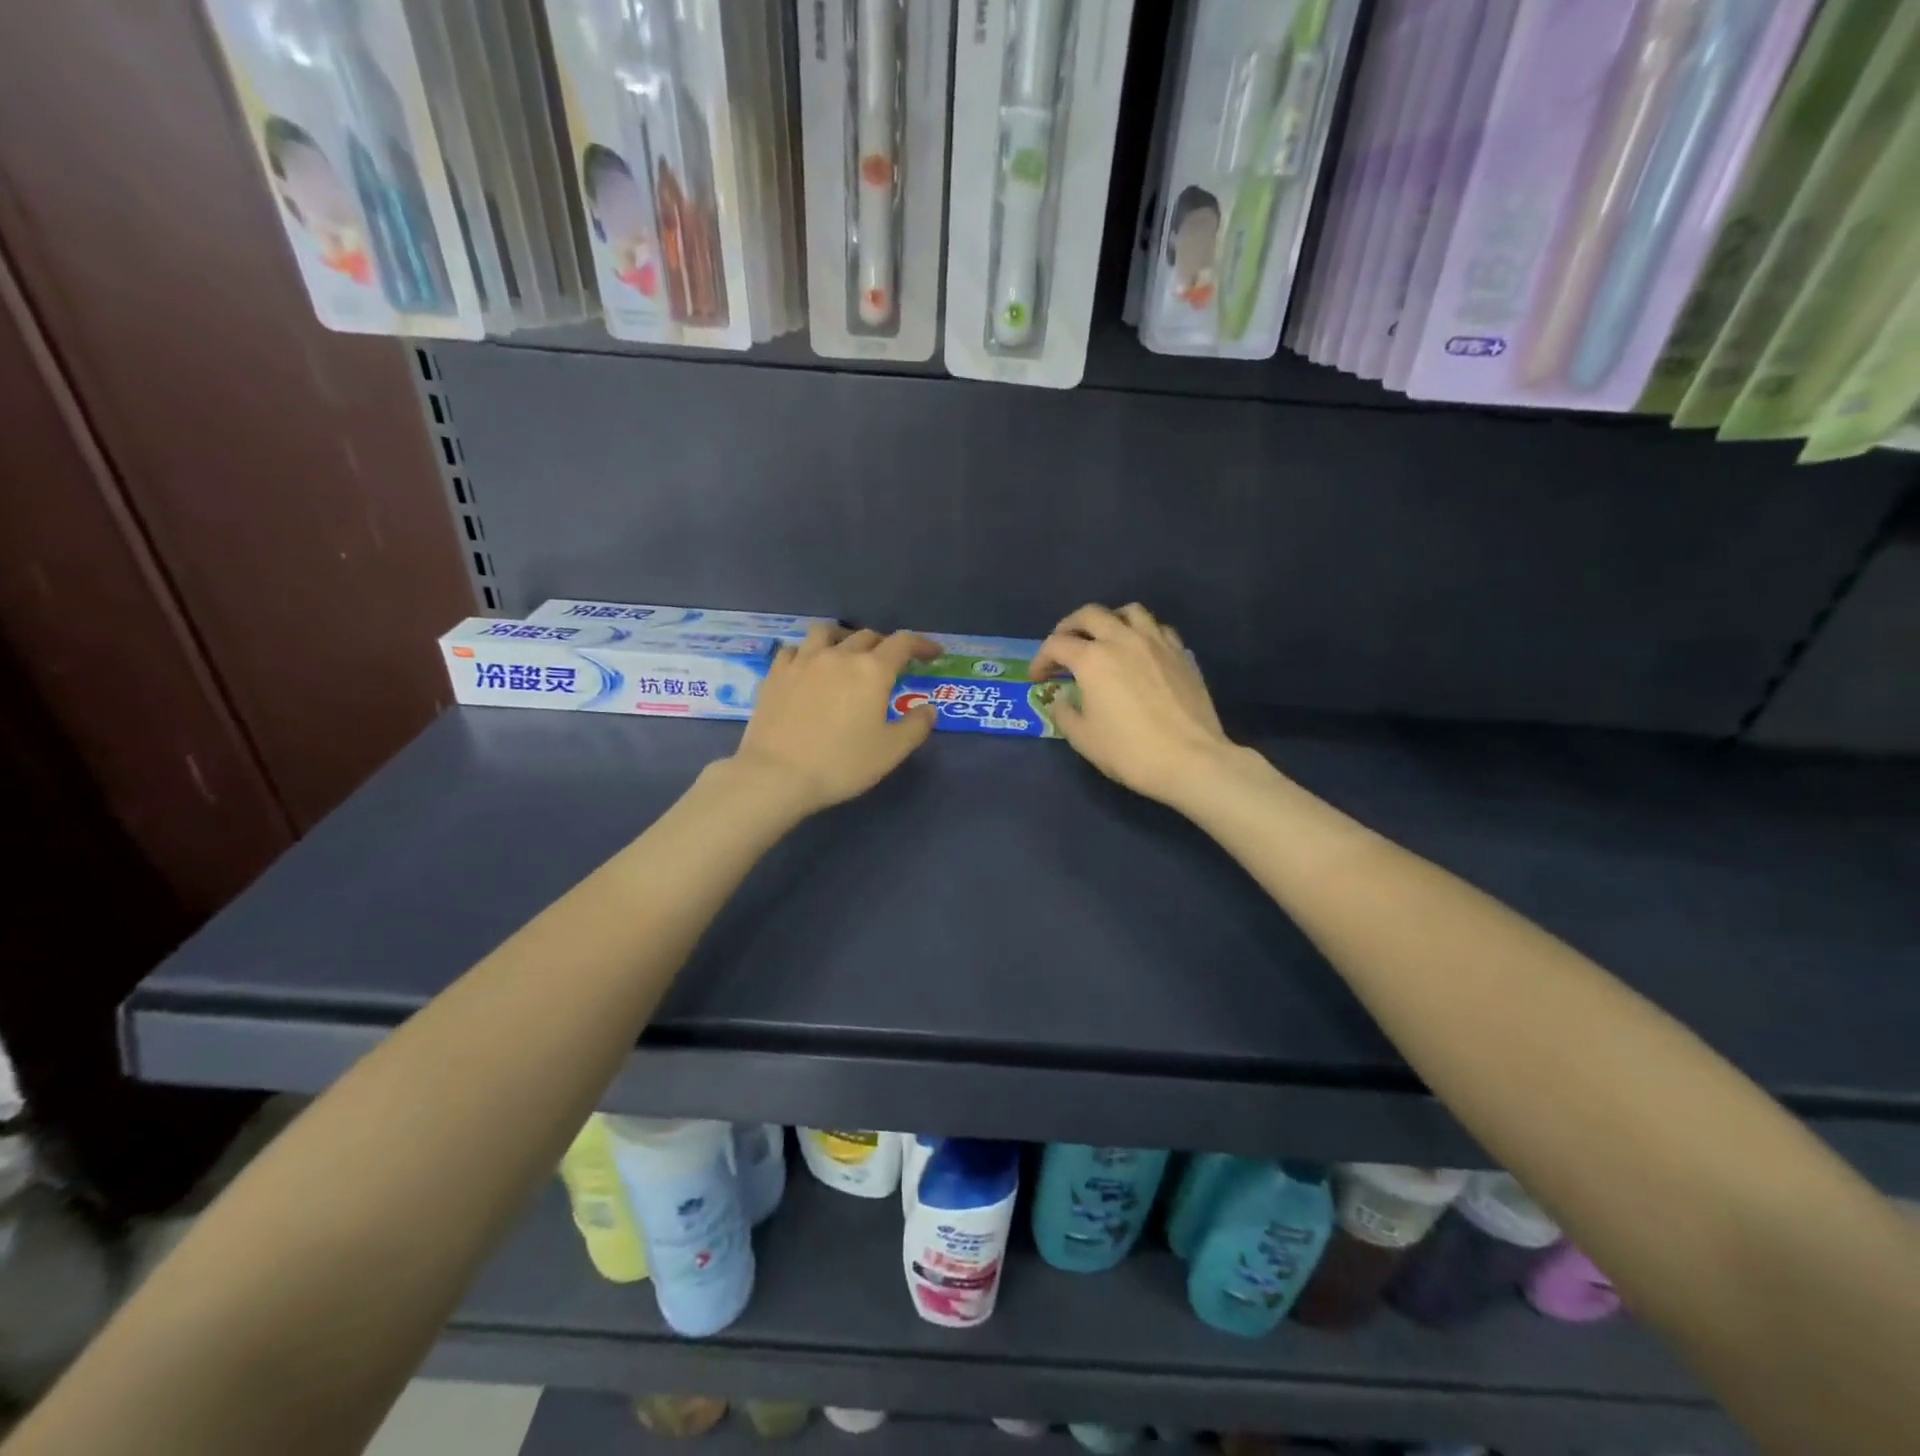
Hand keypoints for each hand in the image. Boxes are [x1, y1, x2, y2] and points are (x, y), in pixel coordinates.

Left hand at [730, 625, 938, 814]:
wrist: (777, 775)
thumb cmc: (841, 764)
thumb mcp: (890, 751)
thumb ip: (916, 726)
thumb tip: (927, 709)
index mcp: (872, 670)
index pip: (903, 643)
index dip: (921, 644)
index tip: (932, 653)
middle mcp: (838, 655)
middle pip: (866, 635)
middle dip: (885, 645)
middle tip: (890, 664)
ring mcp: (803, 661)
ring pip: (827, 633)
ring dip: (844, 638)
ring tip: (846, 654)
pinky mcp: (776, 674)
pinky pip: (795, 649)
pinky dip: (809, 652)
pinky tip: (809, 668)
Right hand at [1030, 603, 1236, 804]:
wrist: (1191, 760)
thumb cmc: (1130, 751)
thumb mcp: (1083, 739)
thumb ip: (1065, 713)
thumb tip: (1063, 699)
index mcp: (1092, 659)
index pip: (1056, 645)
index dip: (1041, 659)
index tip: (1038, 678)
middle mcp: (1122, 640)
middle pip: (1090, 614)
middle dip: (1069, 627)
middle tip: (1063, 645)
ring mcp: (1156, 643)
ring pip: (1129, 612)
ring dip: (1109, 620)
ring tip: (1104, 638)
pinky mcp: (1181, 654)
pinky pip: (1157, 628)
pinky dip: (1142, 632)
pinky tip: (1139, 651)